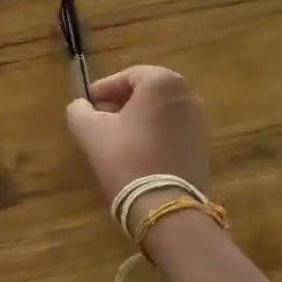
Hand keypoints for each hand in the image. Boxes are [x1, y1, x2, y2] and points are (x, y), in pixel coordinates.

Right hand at [65, 65, 208, 205]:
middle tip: (100, 117)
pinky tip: (137, 151)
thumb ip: (79, 110)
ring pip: (160, 110)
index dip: (104, 88)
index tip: (88, 103)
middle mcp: (186, 94)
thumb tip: (80, 105)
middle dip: (122, 102)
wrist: (164, 205)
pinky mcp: (202, 145)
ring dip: (138, 117)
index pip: (127, 76)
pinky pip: (172, 128)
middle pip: (147, 91)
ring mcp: (198, 120)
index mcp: (162, 83)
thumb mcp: (90, 131)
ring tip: (116, 136)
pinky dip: (154, 132)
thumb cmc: (125, 158)